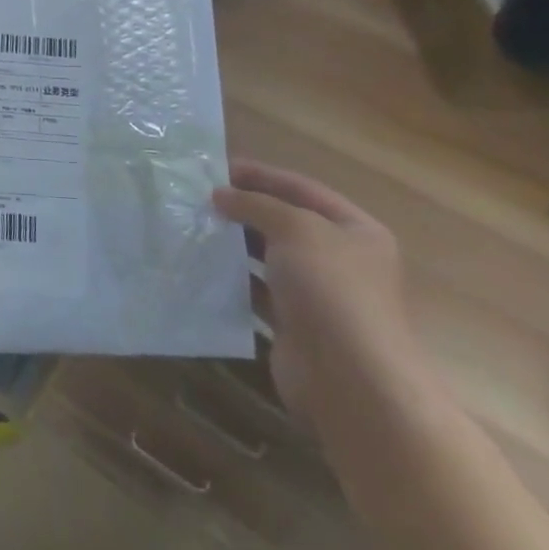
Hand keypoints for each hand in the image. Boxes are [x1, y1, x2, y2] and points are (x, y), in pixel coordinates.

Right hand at [214, 159, 427, 436]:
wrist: (351, 381)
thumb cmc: (331, 291)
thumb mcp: (295, 229)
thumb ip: (256, 204)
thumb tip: (220, 195)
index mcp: (355, 231)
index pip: (301, 188)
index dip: (260, 175)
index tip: (214, 168)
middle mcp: (340, 260)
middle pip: (284, 222)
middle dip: (243, 208)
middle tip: (196, 198)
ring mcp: (318, 295)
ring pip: (267, 256)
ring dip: (233, 242)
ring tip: (193, 227)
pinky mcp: (294, 324)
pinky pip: (257, 291)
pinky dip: (231, 279)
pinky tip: (201, 268)